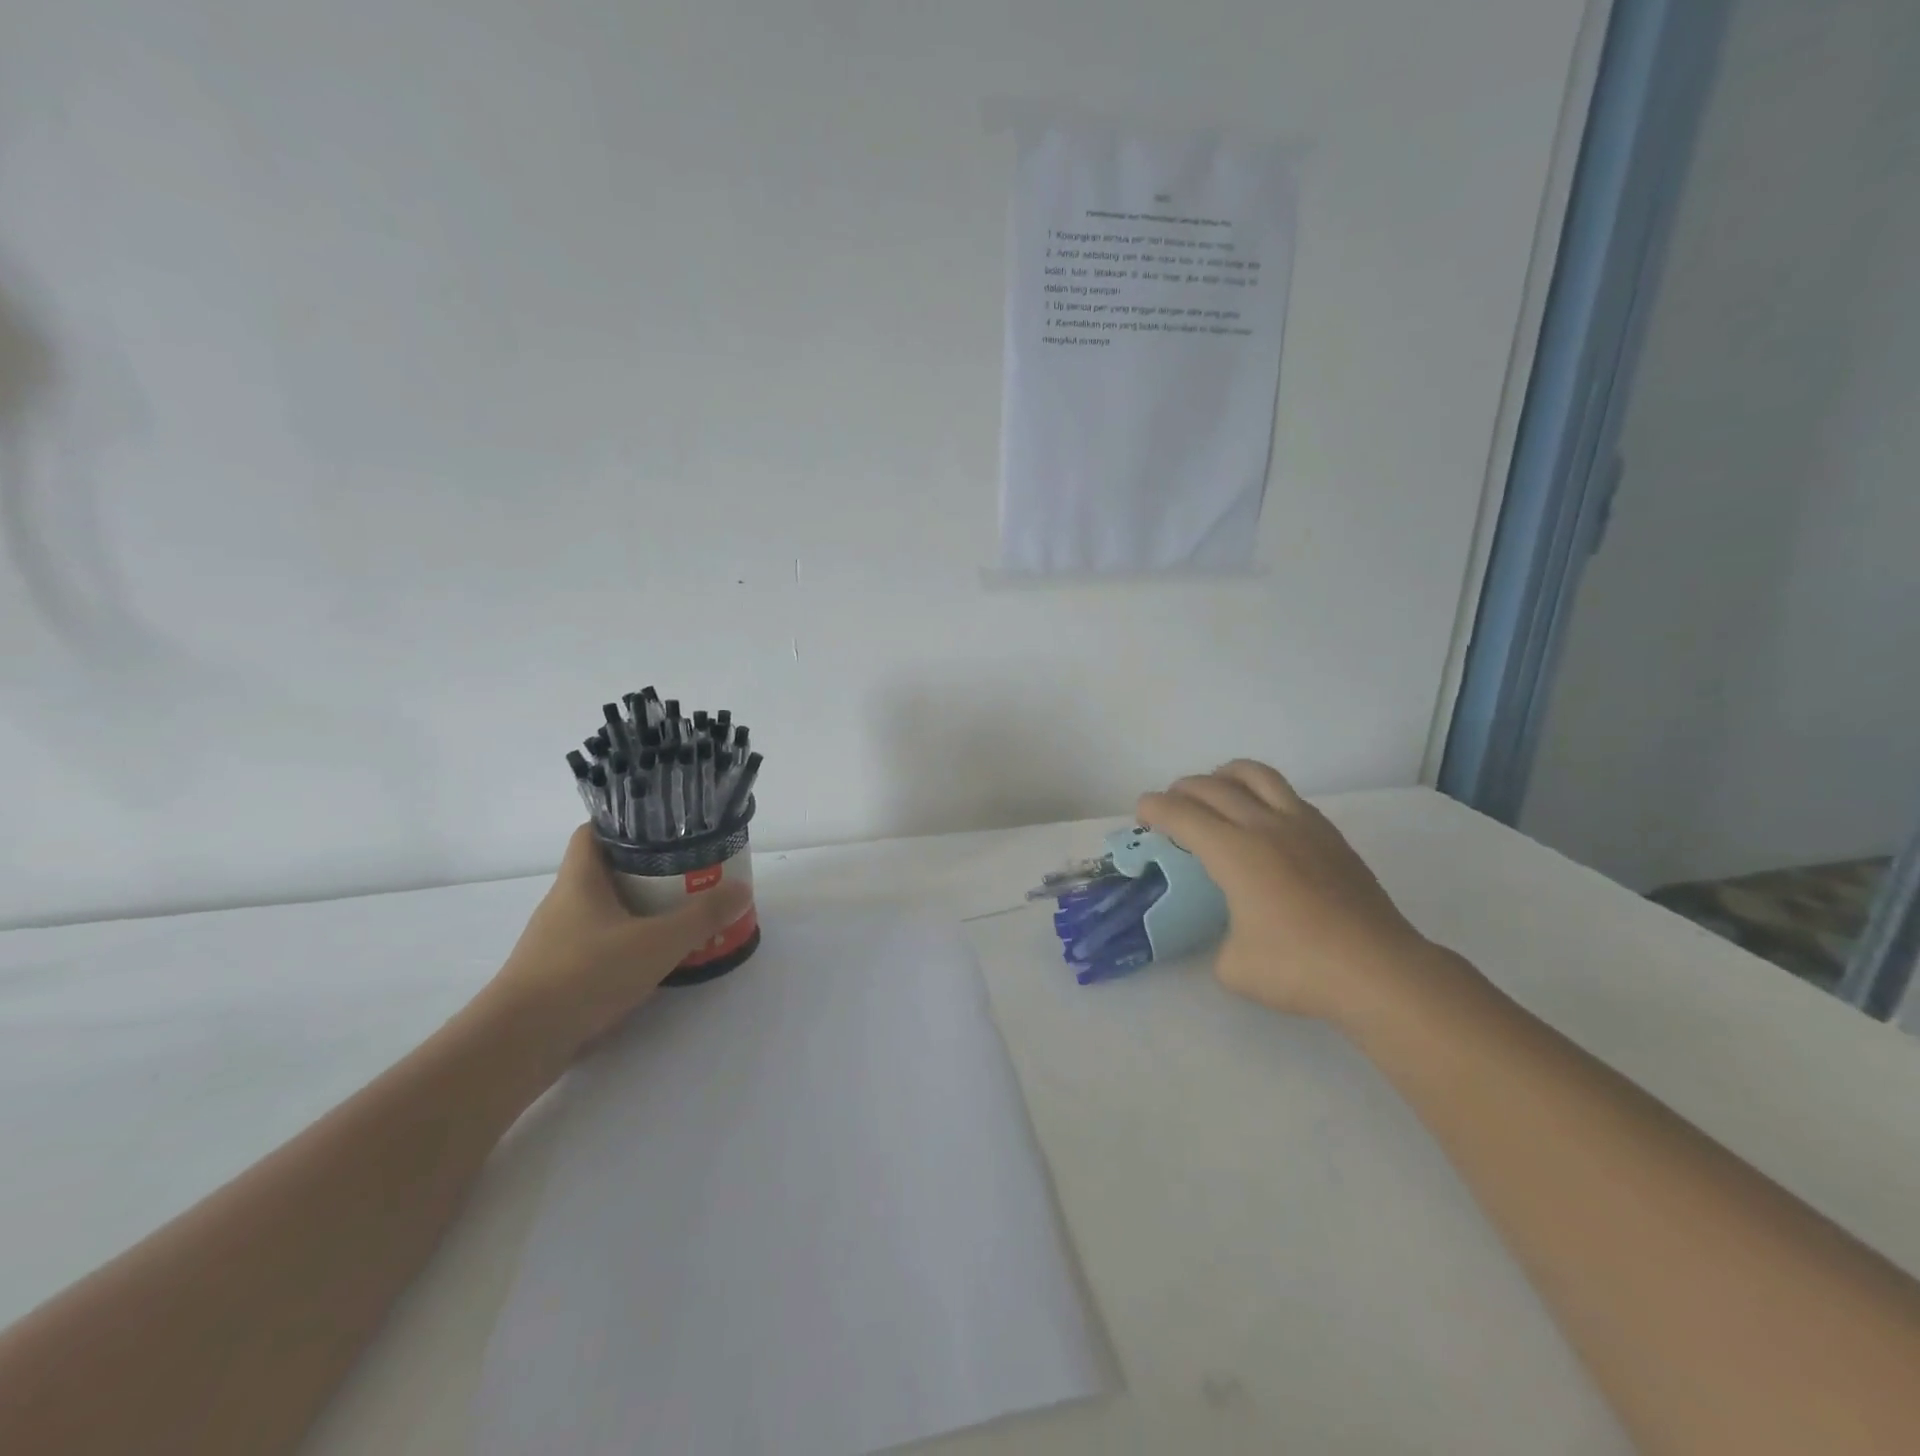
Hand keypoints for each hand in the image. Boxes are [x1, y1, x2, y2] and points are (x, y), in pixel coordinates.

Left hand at [486, 825, 752, 1052]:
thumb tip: (742, 889)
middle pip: (604, 871)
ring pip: (602, 910)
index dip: (624, 824)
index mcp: (579, 880)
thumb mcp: (656, 942)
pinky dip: (625, 943)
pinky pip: (597, 944)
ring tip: (678, 912)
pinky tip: (652, 958)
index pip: (593, 832)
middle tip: (687, 871)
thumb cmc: (584, 975)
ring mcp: (556, 941)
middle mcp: (564, 903)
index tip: (662, 828)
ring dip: (636, 908)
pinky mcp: (557, 974)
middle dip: (645, 869)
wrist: (518, 1044)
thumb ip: (701, 917)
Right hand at [1138, 761, 1435, 1022]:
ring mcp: (1302, 825)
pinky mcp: (1330, 835)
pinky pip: (1286, 794)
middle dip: (1182, 789)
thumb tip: (1232, 935)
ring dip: (1224, 775)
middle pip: (1212, 786)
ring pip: (1255, 775)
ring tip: (1215, 790)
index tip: (1142, 812)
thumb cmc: (1299, 968)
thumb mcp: (1233, 967)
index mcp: (1234, 851)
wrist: (1379, 971)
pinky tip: (1261, 818)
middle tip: (1170, 805)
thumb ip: (1220, 941)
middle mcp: (1264, 826)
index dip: (1154, 807)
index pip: (1181, 814)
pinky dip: (1261, 793)